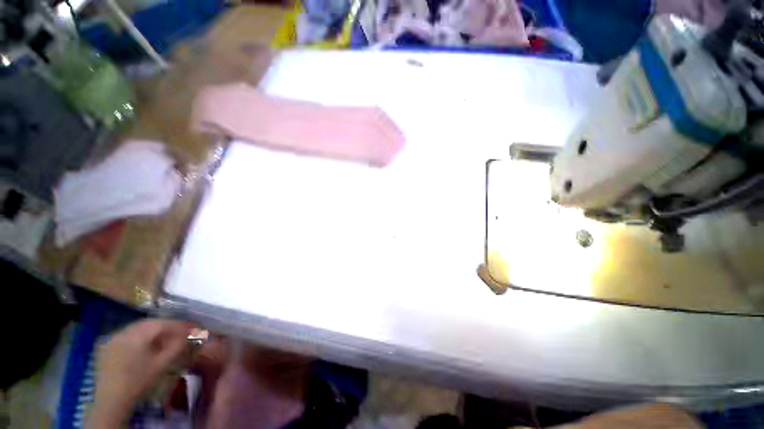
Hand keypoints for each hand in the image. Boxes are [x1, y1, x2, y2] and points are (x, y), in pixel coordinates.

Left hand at [87, 319, 193, 427]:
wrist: (111, 400)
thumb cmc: (138, 381)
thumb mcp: (161, 364)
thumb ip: (177, 346)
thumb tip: (192, 334)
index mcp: (137, 335)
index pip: (162, 323)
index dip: (178, 324)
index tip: (191, 327)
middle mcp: (124, 332)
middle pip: (149, 323)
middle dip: (166, 326)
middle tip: (179, 331)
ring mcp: (113, 338)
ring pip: (138, 328)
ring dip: (153, 331)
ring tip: (164, 338)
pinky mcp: (107, 346)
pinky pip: (127, 335)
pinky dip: (139, 336)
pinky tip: (144, 345)